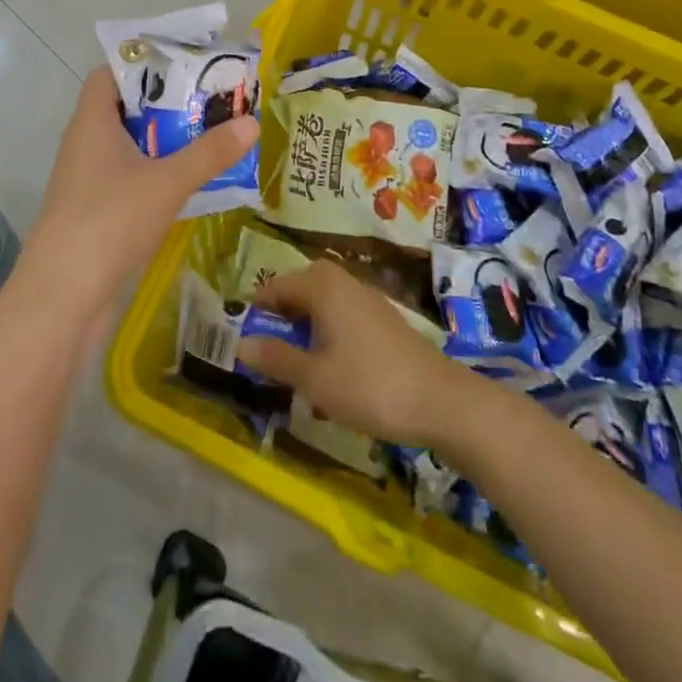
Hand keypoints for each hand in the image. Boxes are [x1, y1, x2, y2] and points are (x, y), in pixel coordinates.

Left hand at [17, 66, 258, 323]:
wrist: (62, 296)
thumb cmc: (110, 220)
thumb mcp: (168, 181)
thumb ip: (210, 152)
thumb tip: (252, 122)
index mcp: (93, 121)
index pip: (111, 73)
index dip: (144, 64)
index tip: (184, 65)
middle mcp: (86, 142)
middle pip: (126, 108)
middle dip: (167, 103)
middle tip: (211, 100)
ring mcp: (87, 178)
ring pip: (130, 145)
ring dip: (165, 140)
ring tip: (210, 135)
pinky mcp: (94, 210)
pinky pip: (129, 176)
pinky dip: (156, 171)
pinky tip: (188, 181)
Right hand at [238, 261, 467, 446]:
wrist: (440, 400)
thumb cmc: (369, 385)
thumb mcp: (314, 379)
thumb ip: (276, 358)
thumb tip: (241, 343)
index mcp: (322, 286)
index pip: (275, 286)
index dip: (256, 310)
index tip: (241, 337)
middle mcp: (343, 281)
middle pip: (300, 289)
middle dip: (282, 316)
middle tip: (269, 350)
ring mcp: (367, 298)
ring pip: (323, 303)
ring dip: (305, 327)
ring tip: (297, 363)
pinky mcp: (383, 319)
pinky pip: (342, 315)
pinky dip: (328, 333)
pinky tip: (331, 369)